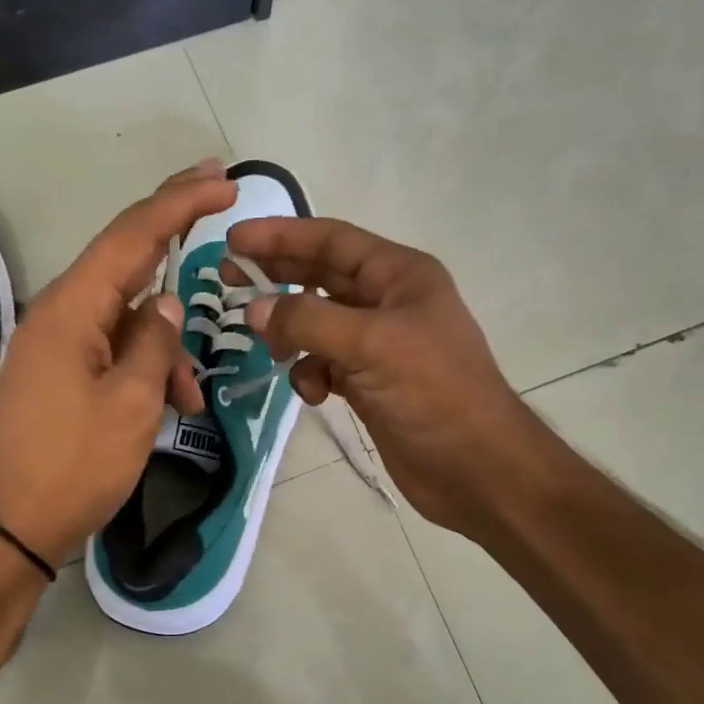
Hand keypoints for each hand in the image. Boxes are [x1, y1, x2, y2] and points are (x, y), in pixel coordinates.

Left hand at [0, 161, 236, 565]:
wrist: (10, 529)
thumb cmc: (74, 466)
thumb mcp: (132, 404)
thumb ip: (154, 343)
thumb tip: (164, 303)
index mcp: (71, 309)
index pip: (132, 235)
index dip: (179, 202)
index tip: (223, 180)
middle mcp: (57, 314)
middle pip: (124, 258)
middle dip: (172, 230)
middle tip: (217, 195)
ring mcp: (54, 345)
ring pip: (124, 317)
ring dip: (165, 344)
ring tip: (191, 398)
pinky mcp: (57, 375)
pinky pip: (110, 350)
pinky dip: (144, 367)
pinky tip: (168, 406)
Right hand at [228, 217, 545, 542]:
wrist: (476, 468)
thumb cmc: (433, 393)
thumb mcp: (370, 345)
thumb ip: (307, 320)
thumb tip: (254, 309)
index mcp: (398, 275)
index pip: (330, 239)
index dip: (280, 236)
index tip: (233, 240)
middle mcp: (387, 301)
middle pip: (319, 277)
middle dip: (276, 277)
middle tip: (226, 280)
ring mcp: (379, 344)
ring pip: (317, 324)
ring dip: (291, 334)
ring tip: (270, 348)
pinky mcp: (370, 382)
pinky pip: (325, 364)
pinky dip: (310, 374)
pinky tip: (315, 393)